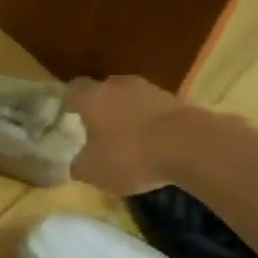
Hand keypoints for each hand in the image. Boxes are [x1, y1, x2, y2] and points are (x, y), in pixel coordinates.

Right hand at [64, 76, 192, 195]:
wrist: (189, 144)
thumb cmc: (131, 156)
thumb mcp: (94, 172)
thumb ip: (79, 165)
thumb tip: (75, 163)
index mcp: (92, 98)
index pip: (72, 91)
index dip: (69, 103)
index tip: (68, 116)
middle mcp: (118, 86)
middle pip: (103, 90)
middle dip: (100, 107)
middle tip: (97, 130)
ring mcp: (149, 89)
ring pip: (130, 98)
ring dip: (127, 114)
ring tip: (128, 138)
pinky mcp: (175, 100)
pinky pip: (153, 109)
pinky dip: (150, 122)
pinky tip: (154, 142)